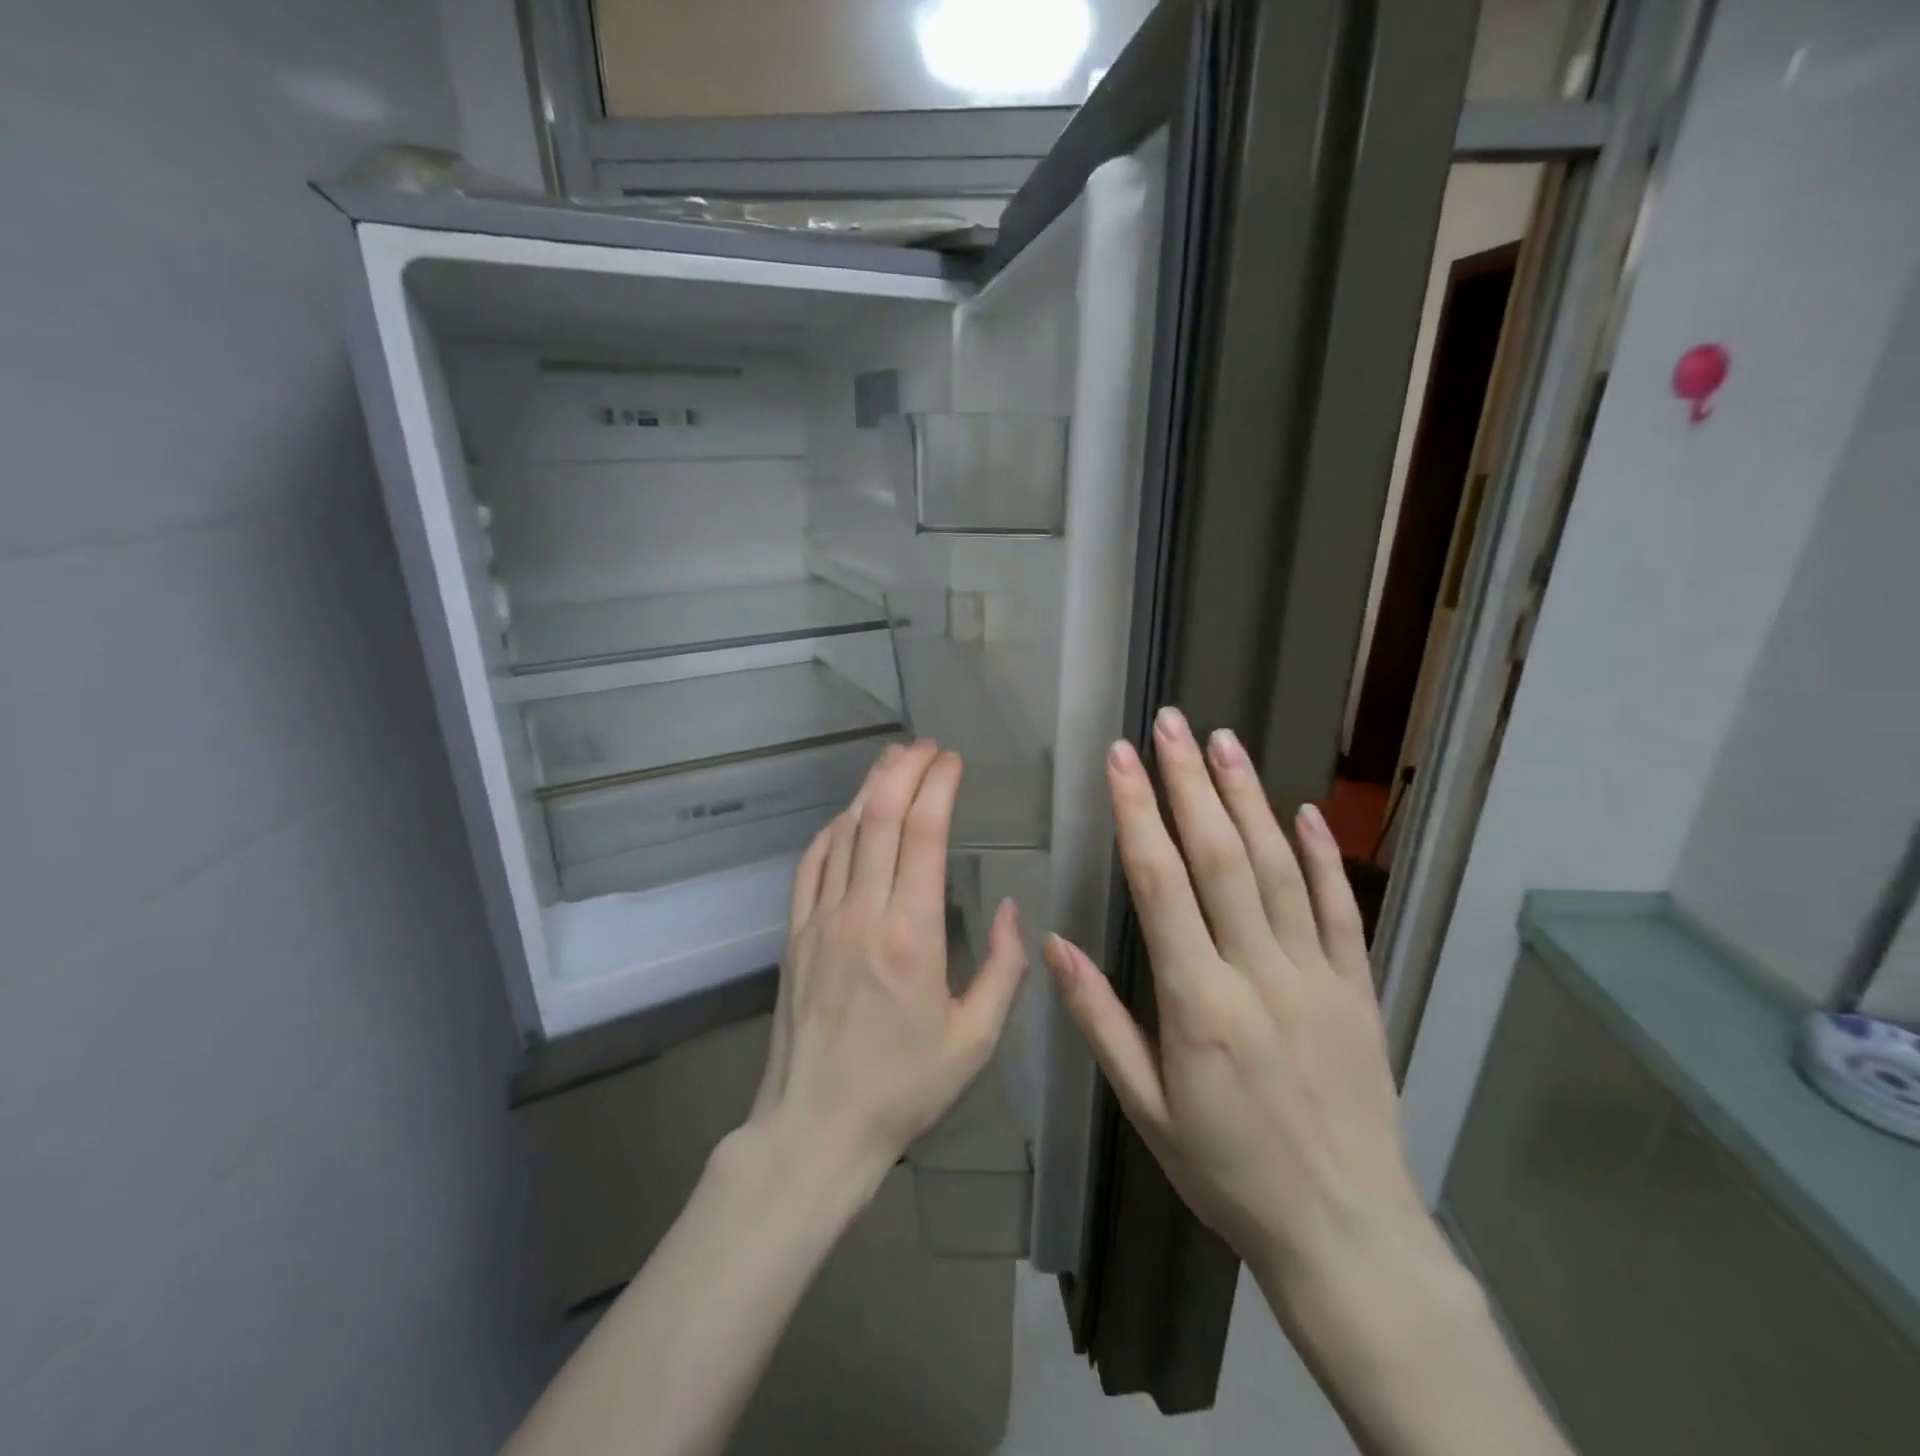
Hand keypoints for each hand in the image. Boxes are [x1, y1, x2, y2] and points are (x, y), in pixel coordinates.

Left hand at [748, 740, 1028, 1183]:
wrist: (815, 1129)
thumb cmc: (903, 1089)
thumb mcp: (975, 1039)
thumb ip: (1003, 968)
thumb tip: (1007, 908)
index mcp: (912, 934)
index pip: (924, 833)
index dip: (938, 785)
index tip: (952, 760)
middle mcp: (862, 913)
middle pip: (881, 817)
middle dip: (904, 769)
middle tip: (926, 747)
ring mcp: (820, 920)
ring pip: (845, 832)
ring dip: (870, 789)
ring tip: (893, 761)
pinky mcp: (793, 934)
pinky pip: (811, 864)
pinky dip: (833, 829)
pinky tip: (849, 815)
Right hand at [1043, 707, 1438, 1301]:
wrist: (1344, 1233)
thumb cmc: (1226, 1172)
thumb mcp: (1145, 1110)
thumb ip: (1100, 1021)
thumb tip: (1053, 945)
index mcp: (1198, 1005)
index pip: (1161, 886)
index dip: (1138, 814)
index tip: (1121, 759)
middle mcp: (1259, 975)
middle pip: (1221, 858)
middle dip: (1190, 783)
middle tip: (1170, 724)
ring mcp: (1317, 978)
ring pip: (1277, 869)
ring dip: (1248, 798)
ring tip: (1224, 740)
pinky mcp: (1358, 990)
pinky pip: (1339, 910)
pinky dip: (1321, 856)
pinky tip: (1302, 810)